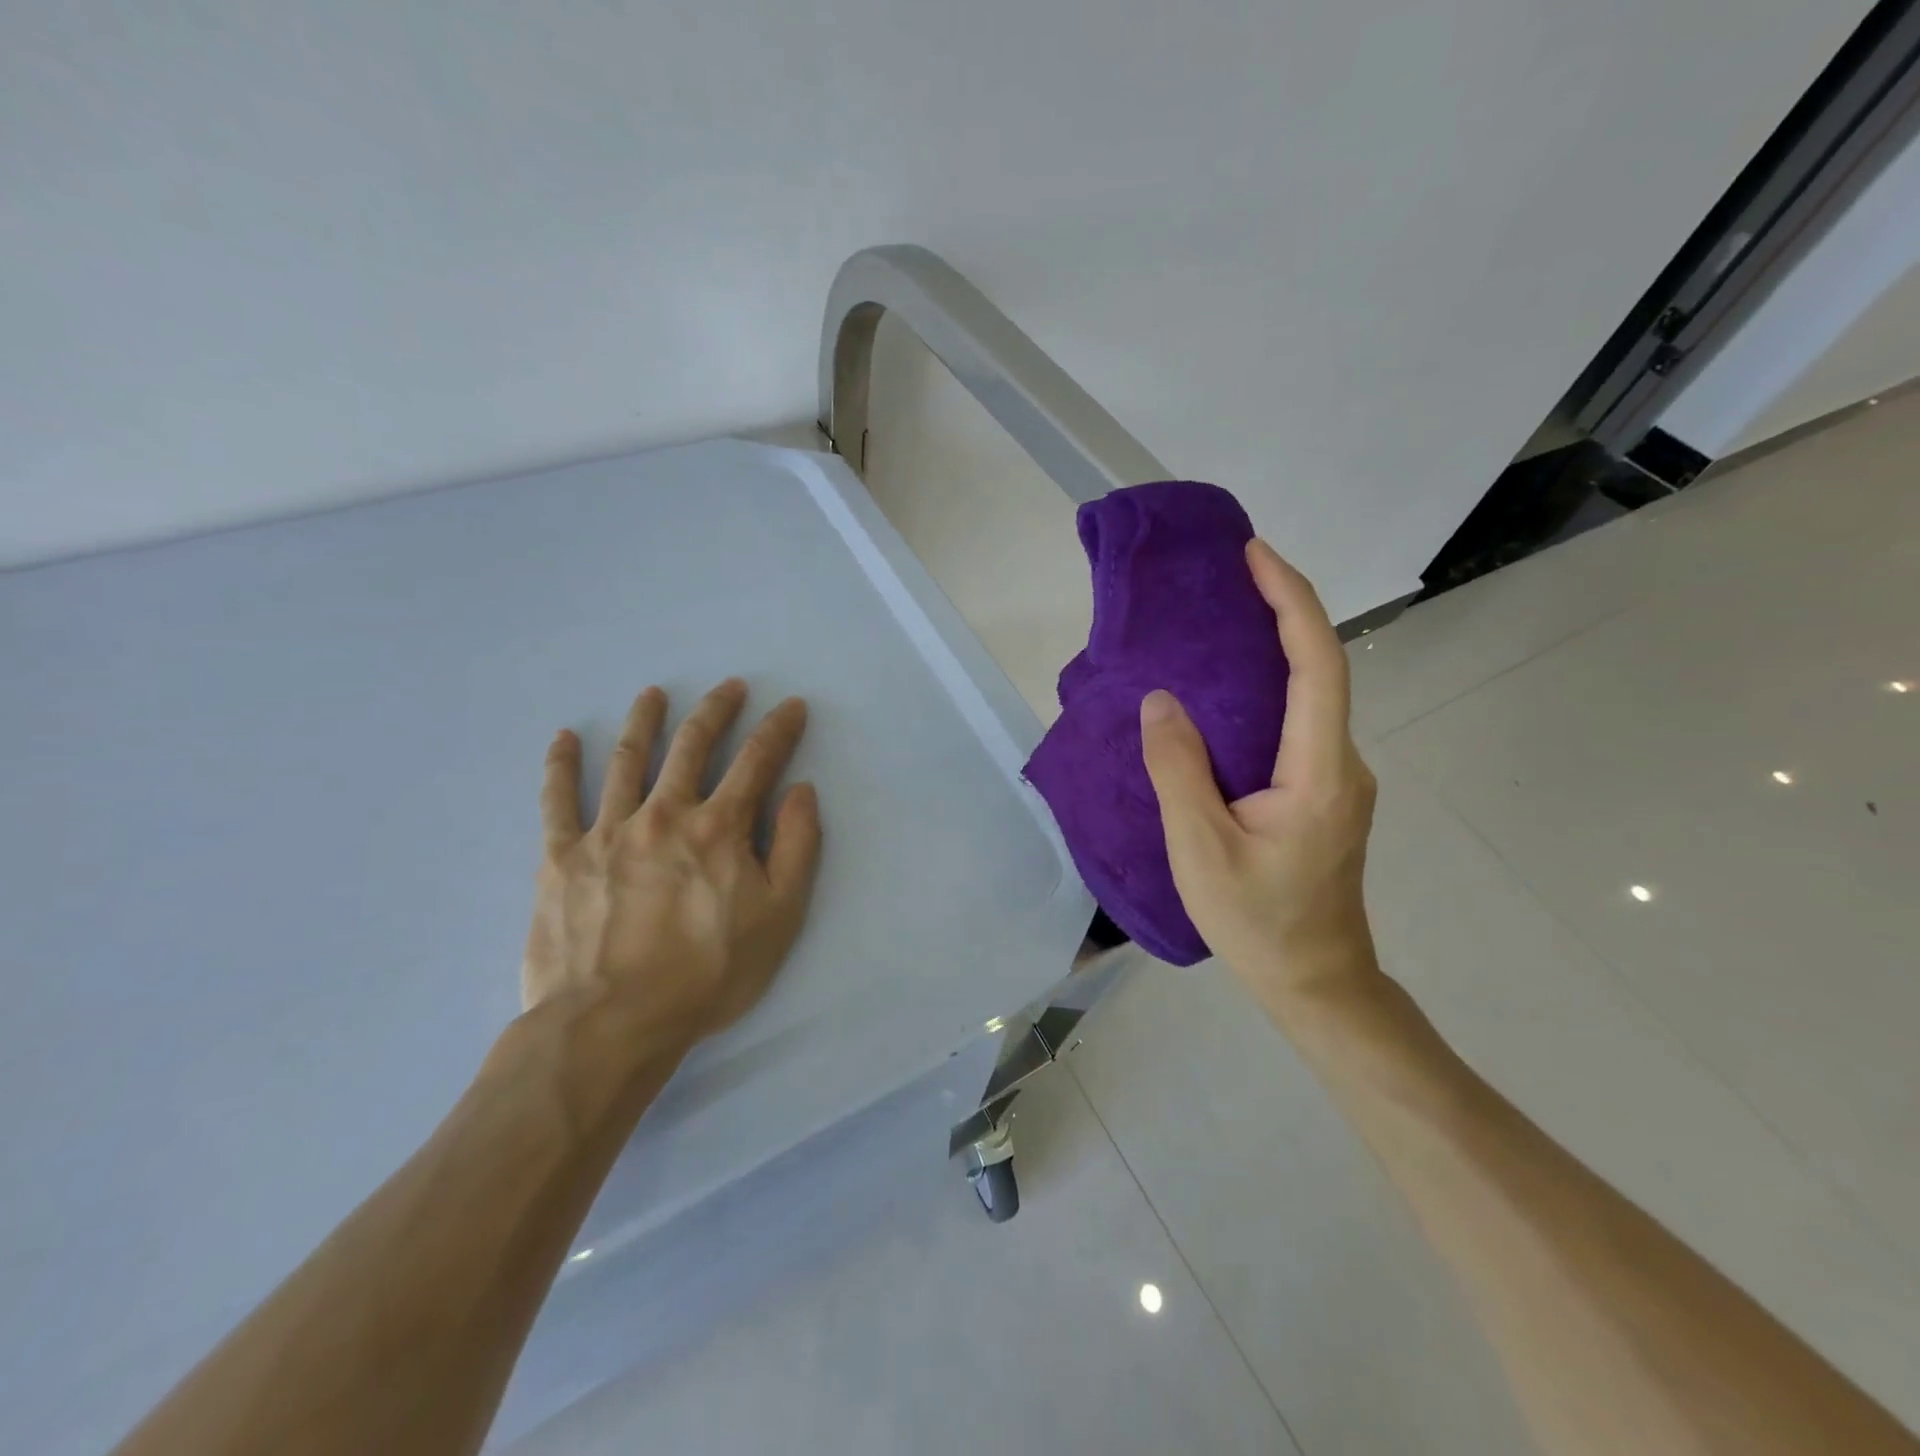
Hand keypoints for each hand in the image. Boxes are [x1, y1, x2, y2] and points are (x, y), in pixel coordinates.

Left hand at [521, 679, 821, 1048]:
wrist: (612, 1023)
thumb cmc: (708, 973)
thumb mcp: (780, 916)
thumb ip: (797, 846)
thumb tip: (800, 789)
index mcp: (719, 828)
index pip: (757, 761)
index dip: (778, 729)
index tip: (791, 706)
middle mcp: (664, 814)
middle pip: (692, 746)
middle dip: (716, 711)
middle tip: (729, 686)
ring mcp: (608, 831)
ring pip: (628, 760)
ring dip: (645, 721)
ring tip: (653, 694)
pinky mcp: (562, 857)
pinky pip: (557, 801)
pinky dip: (561, 765)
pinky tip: (565, 738)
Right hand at [1140, 539, 1379, 1008]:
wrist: (1315, 982)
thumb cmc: (1258, 922)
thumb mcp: (1201, 849)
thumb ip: (1179, 770)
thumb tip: (1161, 699)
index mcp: (1320, 770)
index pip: (1318, 664)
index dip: (1290, 602)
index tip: (1254, 557)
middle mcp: (1341, 763)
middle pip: (1319, 670)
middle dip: (1279, 613)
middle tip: (1226, 579)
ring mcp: (1336, 780)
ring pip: (1308, 698)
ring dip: (1270, 651)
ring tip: (1217, 624)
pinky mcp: (1322, 794)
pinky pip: (1295, 725)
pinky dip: (1264, 693)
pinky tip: (1223, 696)